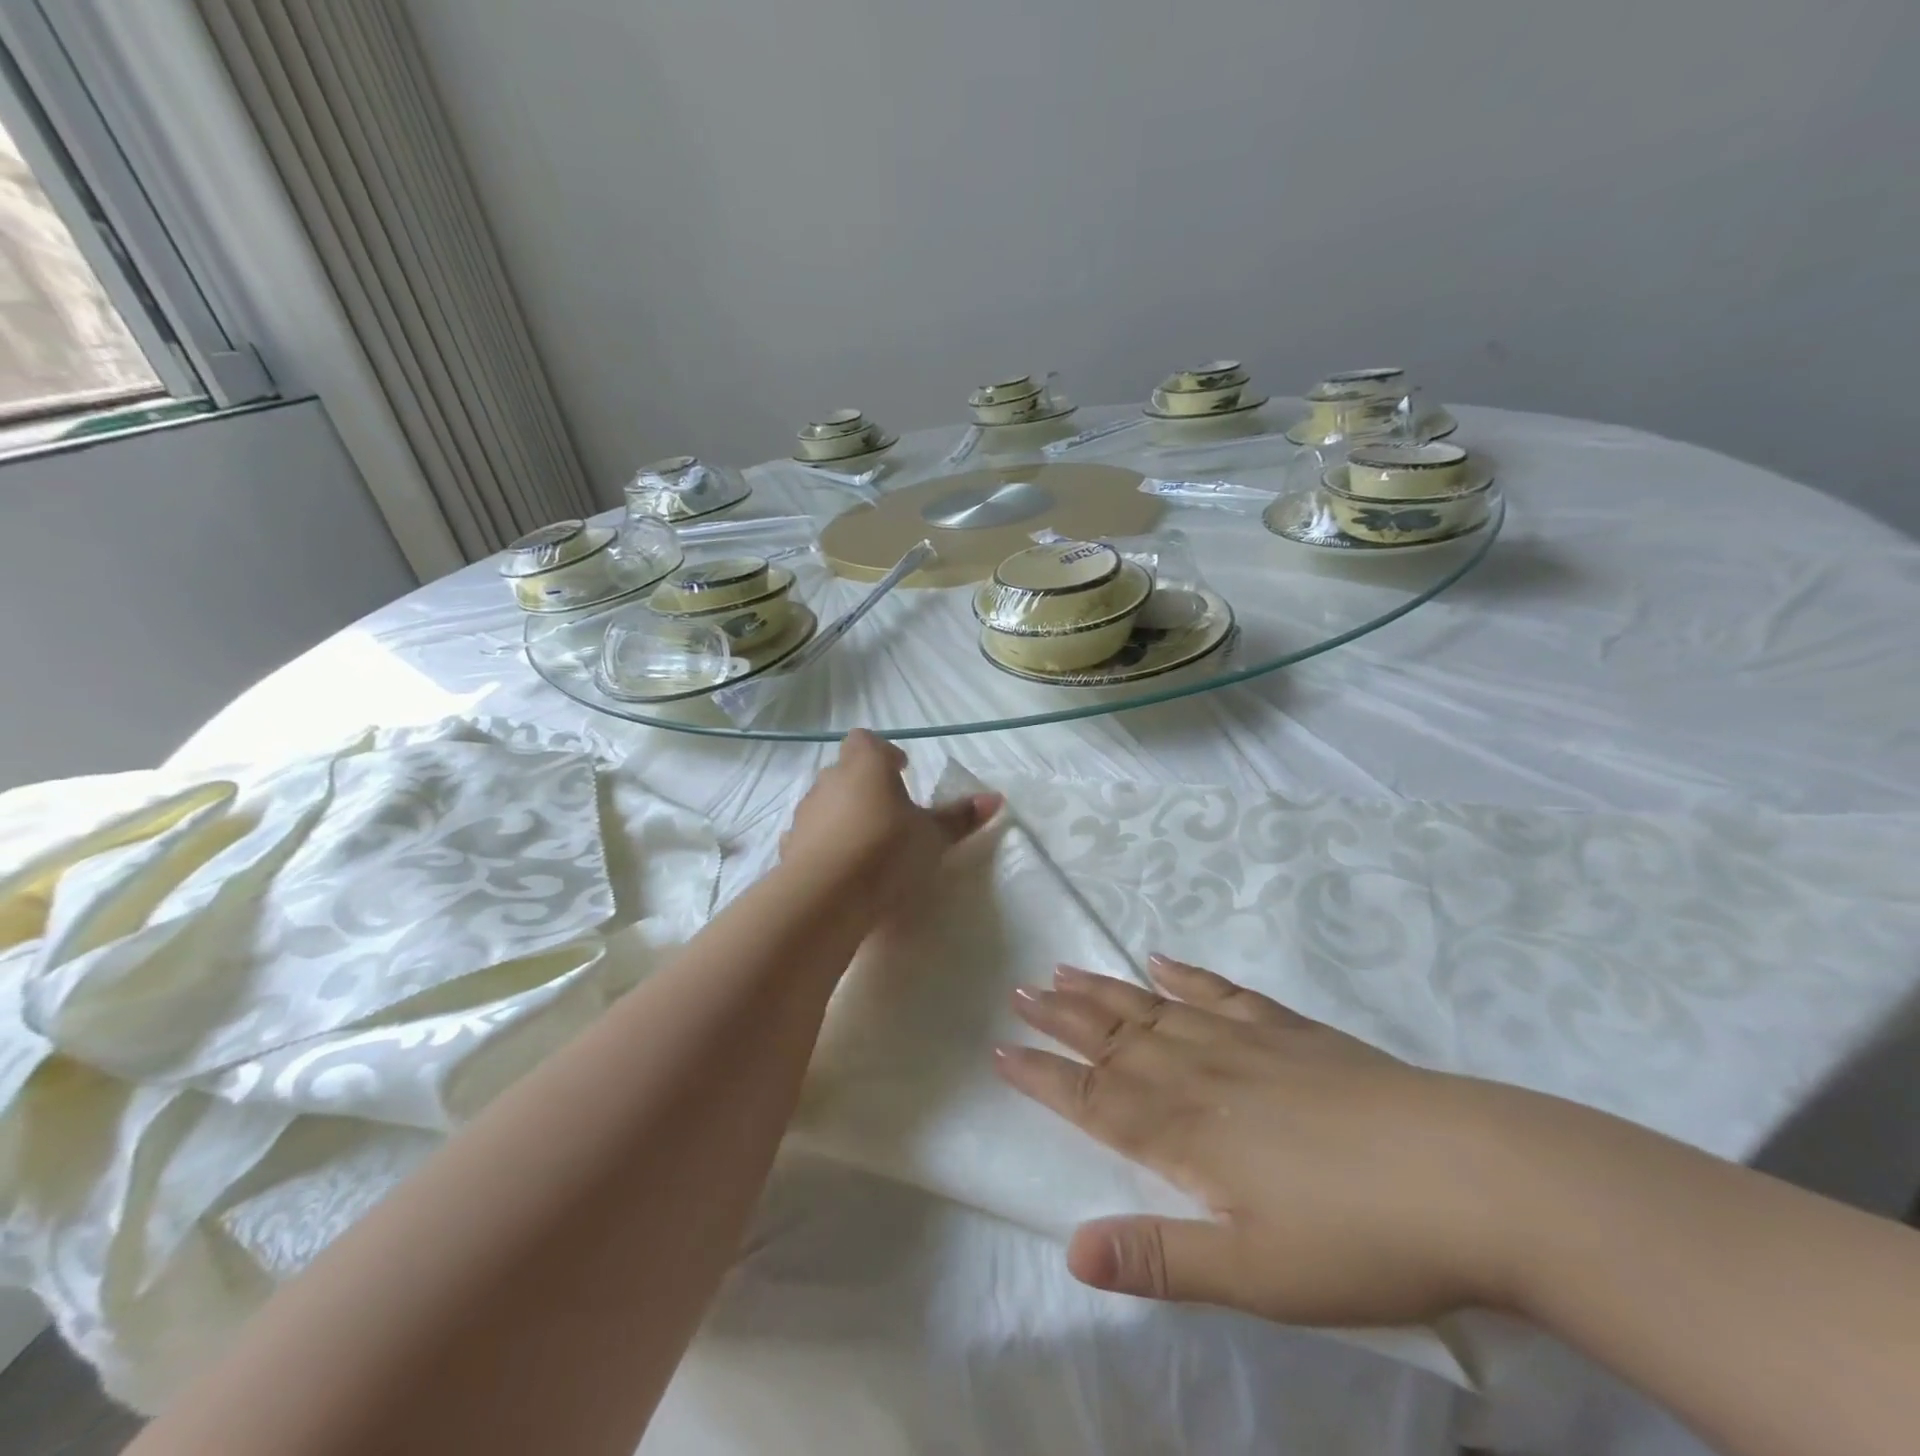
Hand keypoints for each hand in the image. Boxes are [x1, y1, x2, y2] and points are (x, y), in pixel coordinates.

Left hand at [781, 729, 1000, 922]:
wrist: (826, 897)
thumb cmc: (887, 851)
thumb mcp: (933, 836)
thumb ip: (960, 817)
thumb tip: (994, 798)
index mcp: (866, 764)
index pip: (867, 740)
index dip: (884, 753)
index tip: (902, 771)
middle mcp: (829, 780)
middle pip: (846, 770)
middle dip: (866, 785)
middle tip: (891, 811)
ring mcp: (805, 813)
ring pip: (826, 803)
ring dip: (844, 815)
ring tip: (868, 844)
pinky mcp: (789, 846)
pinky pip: (811, 836)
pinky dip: (825, 845)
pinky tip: (842, 869)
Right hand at [995, 957, 1534, 1327]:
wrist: (1468, 1174)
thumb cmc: (1357, 1237)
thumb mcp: (1255, 1274)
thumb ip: (1160, 1258)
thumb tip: (1070, 1250)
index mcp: (1184, 1132)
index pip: (1093, 1096)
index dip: (1044, 1075)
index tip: (1001, 1050)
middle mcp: (1200, 1074)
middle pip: (1114, 1039)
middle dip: (1061, 1018)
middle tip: (1019, 990)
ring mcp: (1246, 1043)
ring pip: (1155, 1009)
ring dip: (1105, 990)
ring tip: (1064, 969)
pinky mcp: (1290, 1032)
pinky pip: (1222, 993)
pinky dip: (1186, 974)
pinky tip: (1162, 959)